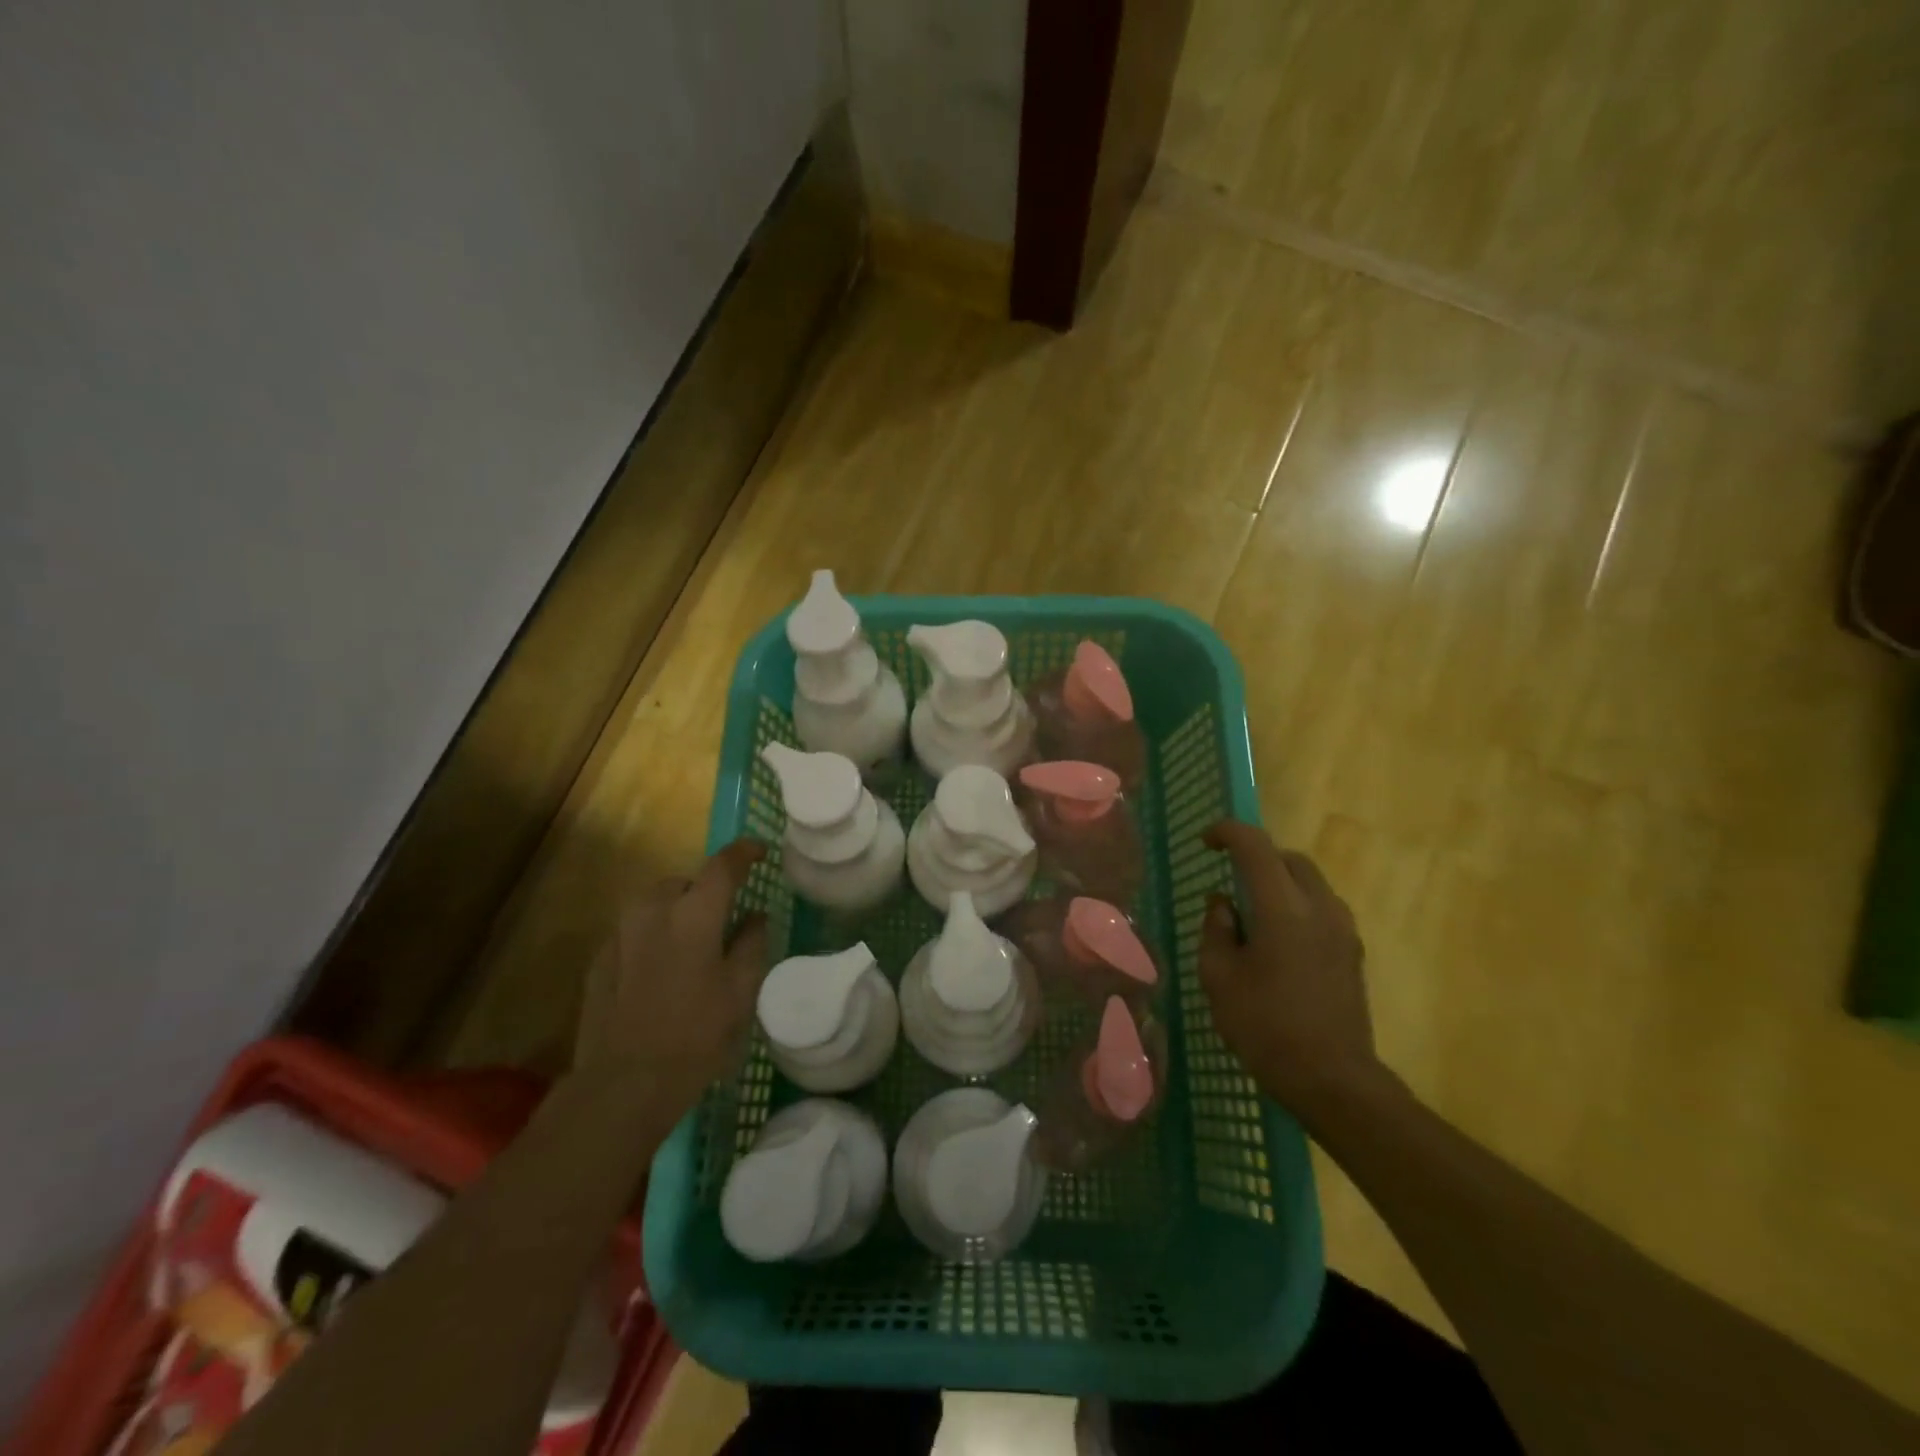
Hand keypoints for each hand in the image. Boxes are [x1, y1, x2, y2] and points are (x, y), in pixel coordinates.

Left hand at [574, 839, 769, 1119]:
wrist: (623, 1085)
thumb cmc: (695, 1036)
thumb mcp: (740, 992)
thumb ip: (751, 945)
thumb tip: (755, 917)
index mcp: (694, 915)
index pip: (722, 866)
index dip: (744, 853)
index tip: (759, 851)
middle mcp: (653, 913)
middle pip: (683, 883)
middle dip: (704, 891)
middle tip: (724, 917)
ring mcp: (620, 936)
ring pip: (653, 904)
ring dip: (675, 910)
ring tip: (691, 942)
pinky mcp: (599, 962)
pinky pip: (633, 932)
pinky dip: (652, 936)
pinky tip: (661, 970)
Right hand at [1198, 822, 1381, 1121]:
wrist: (1333, 1080)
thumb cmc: (1265, 1027)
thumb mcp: (1219, 977)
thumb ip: (1216, 929)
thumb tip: (1223, 904)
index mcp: (1283, 907)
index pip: (1255, 846)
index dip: (1227, 833)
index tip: (1205, 842)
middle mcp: (1320, 908)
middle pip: (1289, 859)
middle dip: (1257, 856)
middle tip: (1229, 875)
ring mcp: (1343, 930)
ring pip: (1310, 882)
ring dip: (1279, 881)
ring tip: (1252, 910)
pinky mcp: (1353, 953)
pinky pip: (1322, 908)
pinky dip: (1296, 905)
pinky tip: (1277, 940)